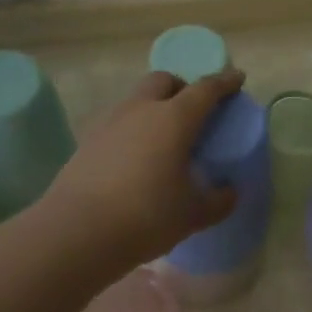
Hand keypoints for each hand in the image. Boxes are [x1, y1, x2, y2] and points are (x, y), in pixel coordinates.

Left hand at [42, 70, 242, 266]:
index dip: (224, 81)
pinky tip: (136, 159)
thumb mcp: (192, 214)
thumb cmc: (145, 215)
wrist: (74, 233)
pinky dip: (133, 130)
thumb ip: (217, 201)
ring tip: (164, 138)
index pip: (205, 89)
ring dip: (154, 107)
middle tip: (194, 109)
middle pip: (164, 80)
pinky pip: (118, 123)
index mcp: (174, 118)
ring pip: (138, 99)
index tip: (237, 77)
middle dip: (182, 86)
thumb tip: (229, 193)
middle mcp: (142, 109)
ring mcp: (110, 122)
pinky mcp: (87, 142)